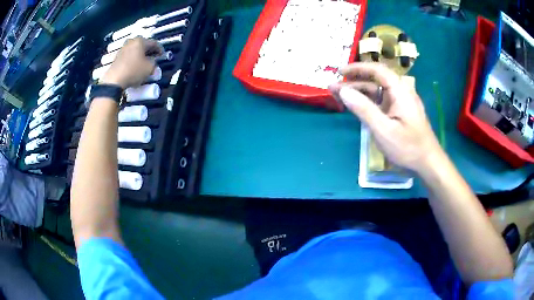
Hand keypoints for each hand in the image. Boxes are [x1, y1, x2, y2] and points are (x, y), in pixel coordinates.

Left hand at [100, 37, 162, 88]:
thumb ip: (154, 62)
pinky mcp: (117, 57)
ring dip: (141, 55)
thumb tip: (152, 61)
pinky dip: (134, 59)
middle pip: (144, 45)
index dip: (160, 49)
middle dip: (150, 51)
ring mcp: (123, 49)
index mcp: (140, 41)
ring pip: (136, 50)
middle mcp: (131, 42)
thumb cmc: (133, 71)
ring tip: (145, 62)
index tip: (163, 55)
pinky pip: (129, 55)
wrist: (114, 80)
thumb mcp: (149, 68)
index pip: (154, 43)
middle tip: (154, 57)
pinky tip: (136, 65)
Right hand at [329, 62, 441, 173]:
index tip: (339, 71)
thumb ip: (363, 108)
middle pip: (376, 80)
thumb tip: (343, 91)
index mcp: (400, 91)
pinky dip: (368, 102)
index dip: (357, 68)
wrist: (428, 164)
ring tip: (340, 96)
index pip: (377, 70)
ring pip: (377, 91)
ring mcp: (401, 103)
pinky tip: (357, 106)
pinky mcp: (400, 113)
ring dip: (359, 92)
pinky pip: (381, 102)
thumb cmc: (408, 148)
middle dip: (354, 81)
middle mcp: (401, 92)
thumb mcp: (383, 130)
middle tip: (334, 87)